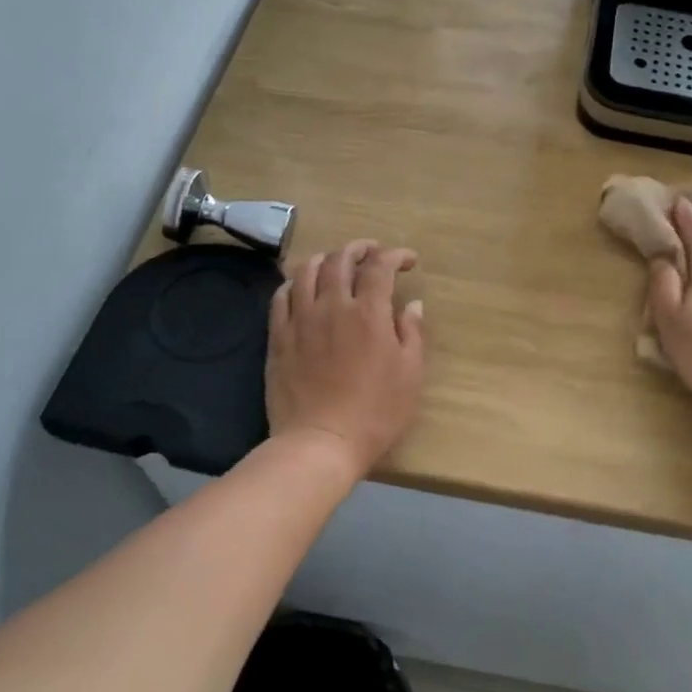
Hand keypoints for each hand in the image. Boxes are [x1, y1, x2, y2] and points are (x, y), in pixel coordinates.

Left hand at [267, 240, 426, 479]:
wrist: (320, 443)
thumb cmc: (375, 413)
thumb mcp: (410, 375)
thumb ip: (412, 333)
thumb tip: (412, 304)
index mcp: (368, 312)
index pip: (380, 266)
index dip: (396, 255)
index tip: (408, 260)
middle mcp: (332, 305)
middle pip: (341, 259)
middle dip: (360, 248)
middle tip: (372, 252)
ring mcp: (301, 319)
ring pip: (307, 270)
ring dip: (325, 259)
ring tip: (336, 263)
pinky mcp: (278, 337)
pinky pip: (281, 296)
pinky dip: (294, 283)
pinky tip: (301, 287)